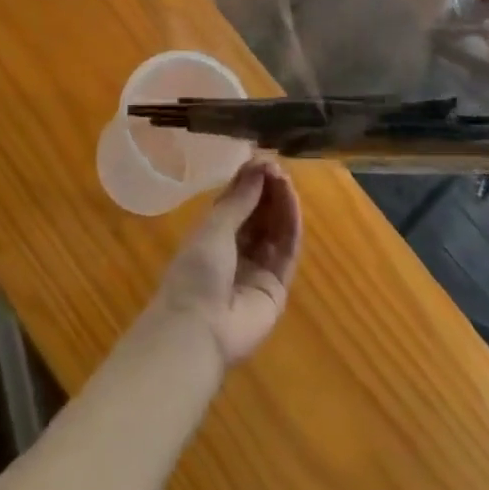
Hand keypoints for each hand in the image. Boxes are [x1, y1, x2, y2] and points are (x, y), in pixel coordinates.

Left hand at [148, 160, 301, 368]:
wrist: (199, 329)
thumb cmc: (196, 272)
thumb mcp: (213, 228)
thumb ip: (239, 198)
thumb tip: (258, 166)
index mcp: (213, 235)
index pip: (237, 202)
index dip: (250, 181)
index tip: (263, 160)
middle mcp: (236, 250)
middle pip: (259, 214)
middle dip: (268, 190)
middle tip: (277, 167)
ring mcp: (258, 269)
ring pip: (275, 230)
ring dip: (281, 204)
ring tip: (286, 179)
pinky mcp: (277, 287)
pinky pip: (287, 251)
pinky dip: (291, 226)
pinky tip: (292, 203)